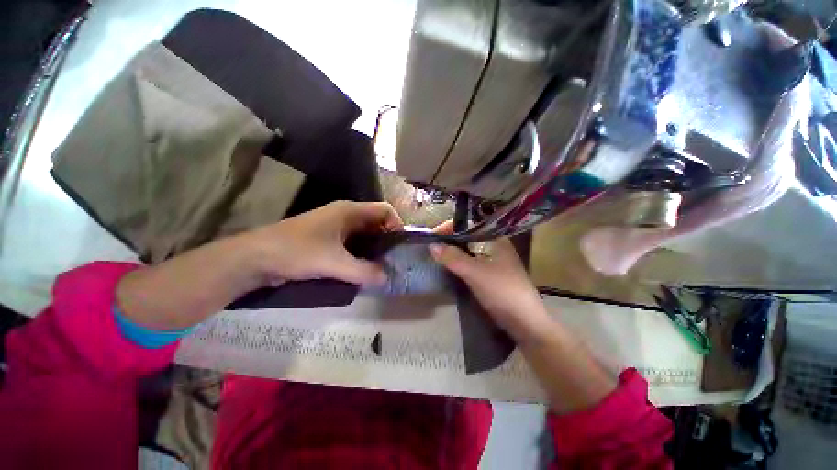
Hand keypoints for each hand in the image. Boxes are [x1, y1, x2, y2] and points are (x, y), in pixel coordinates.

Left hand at [241, 201, 402, 286]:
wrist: (256, 258)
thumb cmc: (297, 251)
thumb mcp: (334, 263)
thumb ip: (364, 271)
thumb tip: (387, 279)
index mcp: (350, 211)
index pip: (385, 210)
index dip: (397, 224)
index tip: (401, 246)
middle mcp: (346, 215)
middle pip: (377, 223)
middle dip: (388, 240)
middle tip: (394, 261)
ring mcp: (336, 228)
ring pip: (365, 235)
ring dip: (375, 249)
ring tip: (383, 268)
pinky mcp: (329, 240)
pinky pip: (354, 245)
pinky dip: (362, 255)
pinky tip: (364, 270)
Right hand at [428, 222, 550, 342]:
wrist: (525, 322)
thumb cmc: (502, 291)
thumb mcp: (475, 272)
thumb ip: (453, 258)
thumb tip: (432, 245)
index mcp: (496, 239)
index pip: (469, 225)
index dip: (450, 228)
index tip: (433, 236)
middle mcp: (495, 246)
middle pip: (468, 237)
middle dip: (450, 240)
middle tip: (432, 245)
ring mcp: (494, 261)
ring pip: (469, 250)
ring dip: (453, 252)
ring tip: (436, 254)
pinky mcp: (491, 274)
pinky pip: (471, 262)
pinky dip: (459, 262)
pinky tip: (449, 266)